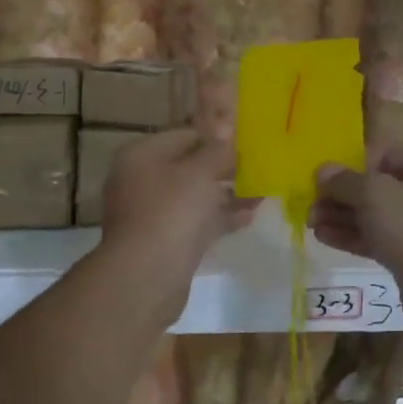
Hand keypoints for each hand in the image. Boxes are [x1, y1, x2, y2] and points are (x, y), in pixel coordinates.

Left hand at [98, 130, 258, 298]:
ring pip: (194, 197)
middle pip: (188, 167)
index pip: (184, 135)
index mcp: (142, 156)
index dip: (215, 137)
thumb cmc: (172, 211)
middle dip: (223, 168)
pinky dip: (219, 218)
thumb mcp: (200, 172)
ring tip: (261, 192)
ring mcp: (152, 213)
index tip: (246, 143)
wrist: (147, 276)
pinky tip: (249, 217)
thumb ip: (217, 150)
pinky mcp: (164, 241)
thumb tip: (227, 127)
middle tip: (257, 168)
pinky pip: (196, 222)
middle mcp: (142, 180)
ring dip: (226, 194)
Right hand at [310, 148, 402, 322]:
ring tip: (310, 222)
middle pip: (378, 188)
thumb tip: (323, 171)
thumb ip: (345, 181)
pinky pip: (377, 240)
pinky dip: (352, 237)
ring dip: (342, 217)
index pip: (386, 156)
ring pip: (375, 216)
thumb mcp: (374, 194)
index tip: (327, 179)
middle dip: (342, 195)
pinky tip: (323, 237)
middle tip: (311, 204)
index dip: (355, 164)